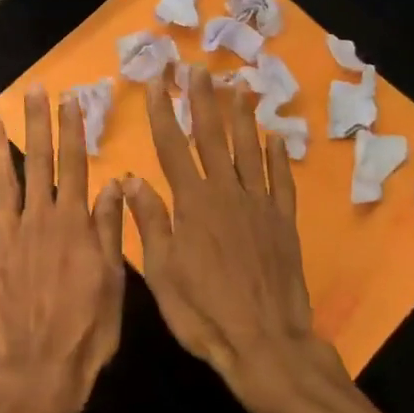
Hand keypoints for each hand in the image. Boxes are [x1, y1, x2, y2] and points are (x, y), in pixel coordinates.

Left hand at [0, 87, 126, 412]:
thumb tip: (113, 185)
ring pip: (2, 179)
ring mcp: (7, 236)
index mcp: (74, 225)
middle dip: (37, 123)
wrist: (38, 372)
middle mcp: (39, 220)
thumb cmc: (85, 331)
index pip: (75, 166)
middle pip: (39, 162)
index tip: (70, 99)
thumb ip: (109, 230)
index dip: (73, 131)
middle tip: (32, 88)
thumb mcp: (113, 282)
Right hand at [124, 67, 342, 411]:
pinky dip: (277, 156)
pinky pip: (281, 180)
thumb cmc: (203, 312)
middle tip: (198, 70)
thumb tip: (130, 178)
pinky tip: (275, 136)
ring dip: (241, 117)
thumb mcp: (162, 272)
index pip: (172, 147)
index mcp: (192, 203)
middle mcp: (226, 193)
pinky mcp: (284, 221)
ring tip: (237, 87)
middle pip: (212, 138)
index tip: (156, 81)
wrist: (264, 343)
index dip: (162, 112)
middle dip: (203, 101)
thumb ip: (149, 221)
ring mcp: (259, 205)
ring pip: (248, 150)